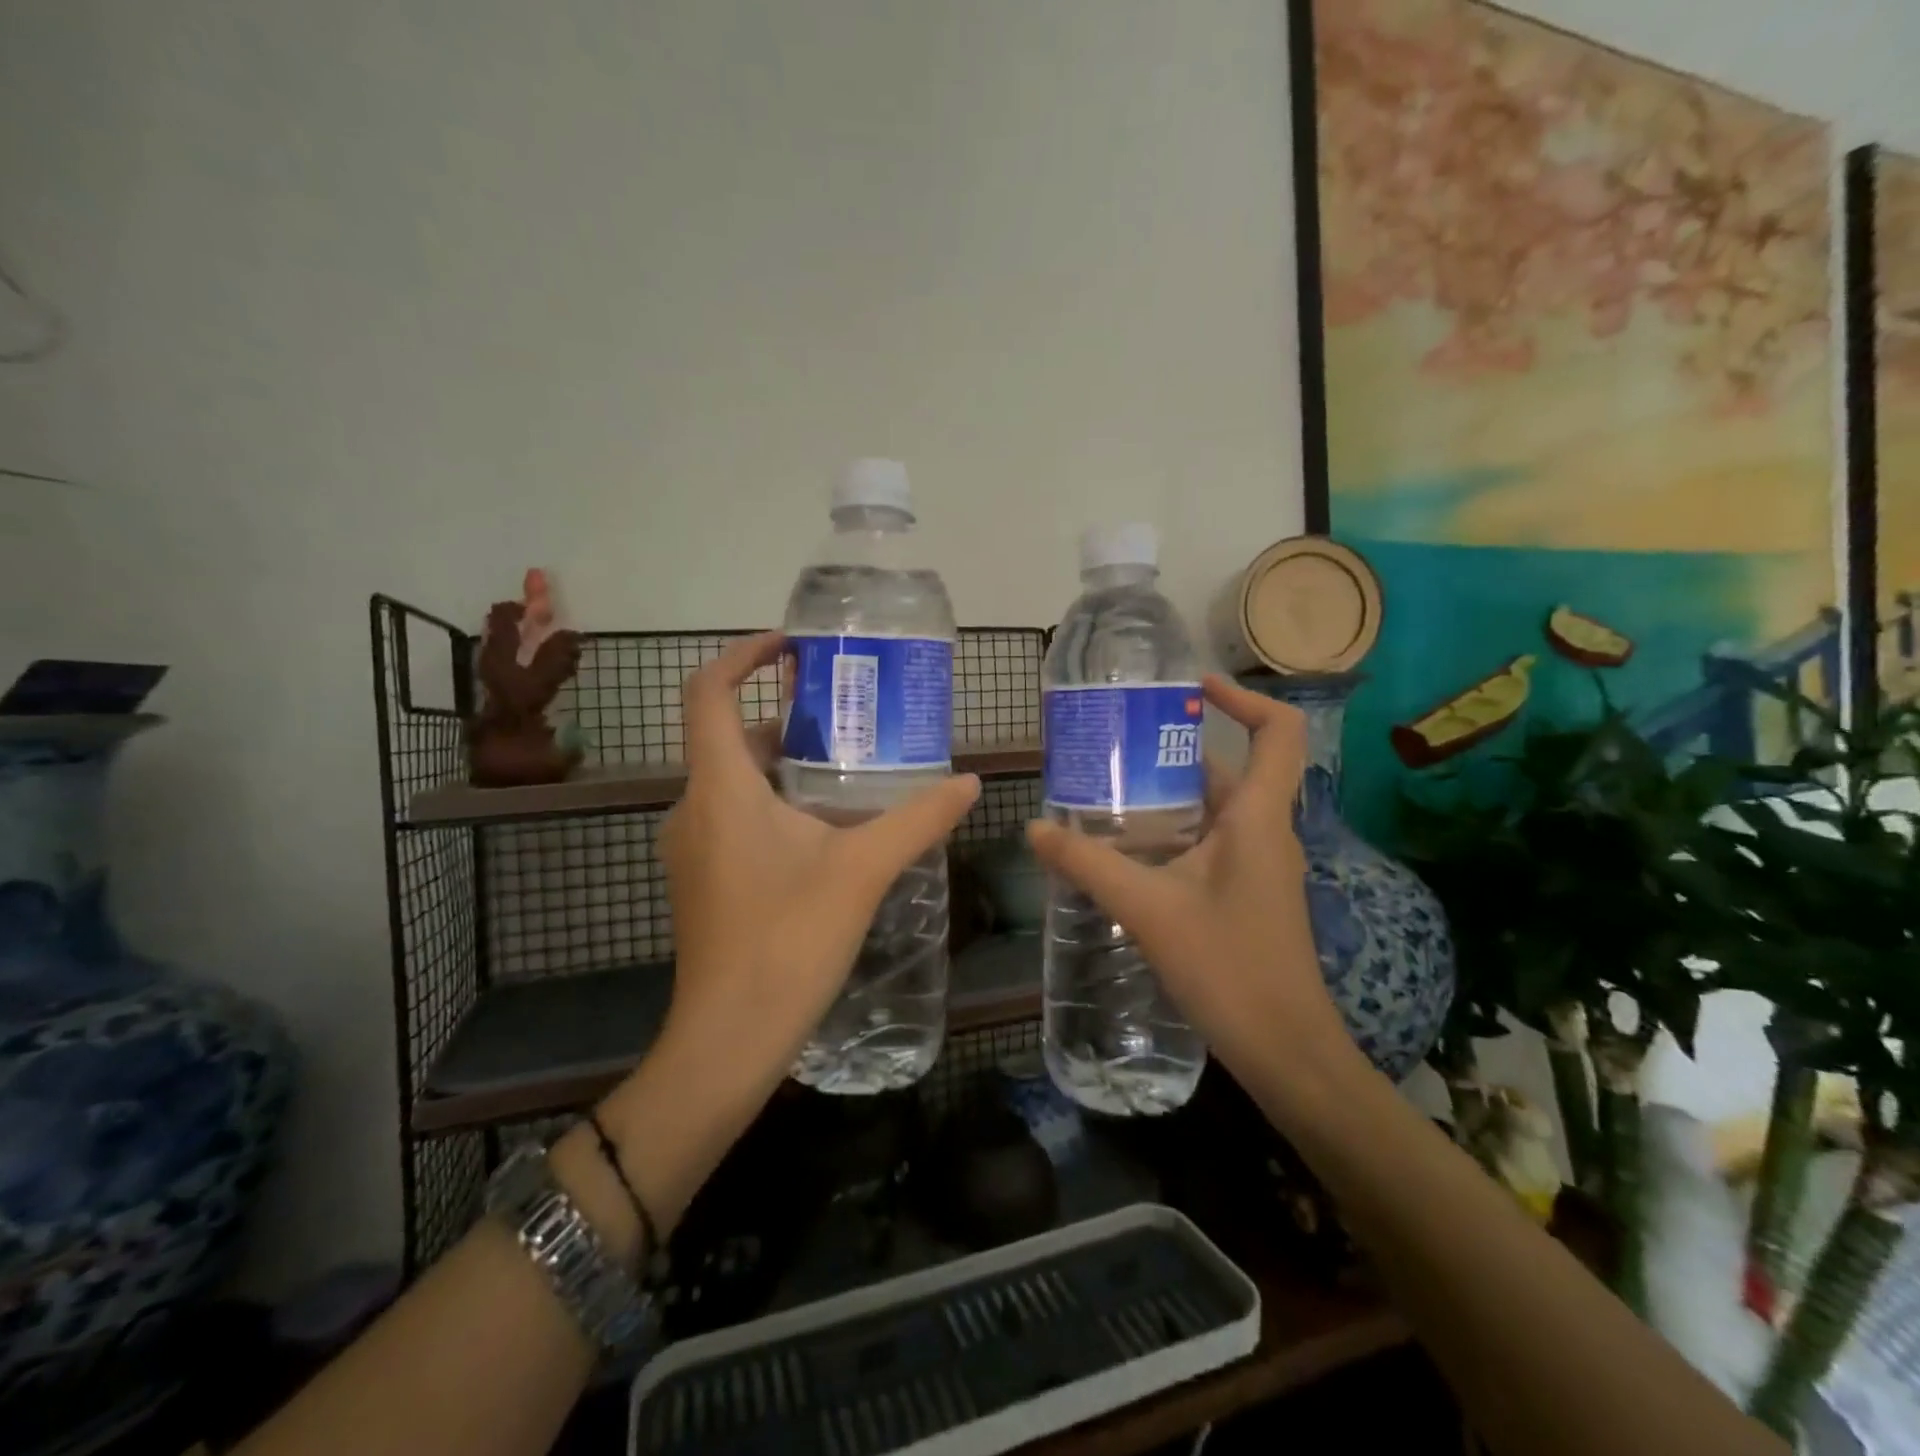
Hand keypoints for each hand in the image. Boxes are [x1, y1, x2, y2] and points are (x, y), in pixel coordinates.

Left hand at [657, 631, 979, 1104]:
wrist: (729, 1038)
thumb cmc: (788, 941)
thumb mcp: (862, 870)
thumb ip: (918, 819)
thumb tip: (969, 781)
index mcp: (721, 789)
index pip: (707, 694)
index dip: (742, 657)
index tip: (789, 647)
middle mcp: (694, 808)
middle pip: (731, 738)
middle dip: (785, 718)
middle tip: (846, 717)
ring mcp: (692, 847)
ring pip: (734, 782)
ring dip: (784, 766)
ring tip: (848, 770)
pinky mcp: (702, 879)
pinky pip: (733, 818)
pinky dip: (773, 804)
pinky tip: (825, 831)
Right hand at [1026, 674, 1349, 1091]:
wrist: (1286, 1050)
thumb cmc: (1229, 968)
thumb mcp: (1149, 909)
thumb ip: (1089, 865)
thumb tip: (1036, 828)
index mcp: (1258, 818)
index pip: (1277, 732)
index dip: (1243, 698)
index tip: (1193, 688)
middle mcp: (1266, 831)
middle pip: (1232, 767)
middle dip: (1176, 750)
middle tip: (1116, 744)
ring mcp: (1260, 865)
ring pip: (1217, 809)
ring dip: (1170, 794)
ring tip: (1109, 791)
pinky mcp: (1248, 893)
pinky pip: (1213, 842)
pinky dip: (1175, 831)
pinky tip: (1129, 850)